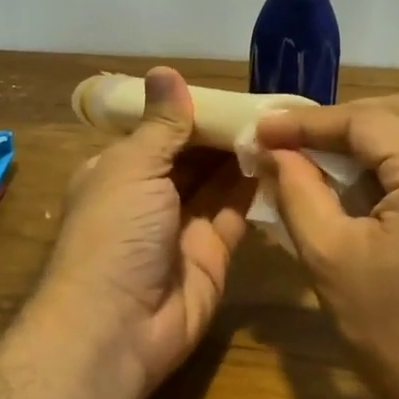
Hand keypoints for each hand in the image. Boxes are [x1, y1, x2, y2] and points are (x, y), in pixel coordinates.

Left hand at [38, 67, 253, 395]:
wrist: (117, 327)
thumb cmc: (115, 234)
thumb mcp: (132, 167)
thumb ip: (161, 125)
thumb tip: (166, 71)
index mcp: (120, 171)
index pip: (160, 130)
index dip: (193, 110)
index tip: (233, 90)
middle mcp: (150, 196)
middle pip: (193, 156)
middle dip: (224, 133)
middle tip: (271, 105)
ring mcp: (182, 227)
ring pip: (218, 183)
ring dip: (243, 157)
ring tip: (283, 125)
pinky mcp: (213, 253)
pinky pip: (236, 213)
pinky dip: (256, 188)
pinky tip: (282, 160)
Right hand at [256, 94, 398, 398]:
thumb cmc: (395, 335)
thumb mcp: (331, 259)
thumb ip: (297, 193)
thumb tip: (273, 151)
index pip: (366, 121)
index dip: (308, 122)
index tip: (263, 129)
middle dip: (340, 123)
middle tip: (288, 140)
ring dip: (368, 141)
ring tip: (317, 159)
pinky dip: (396, 164)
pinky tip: (362, 185)